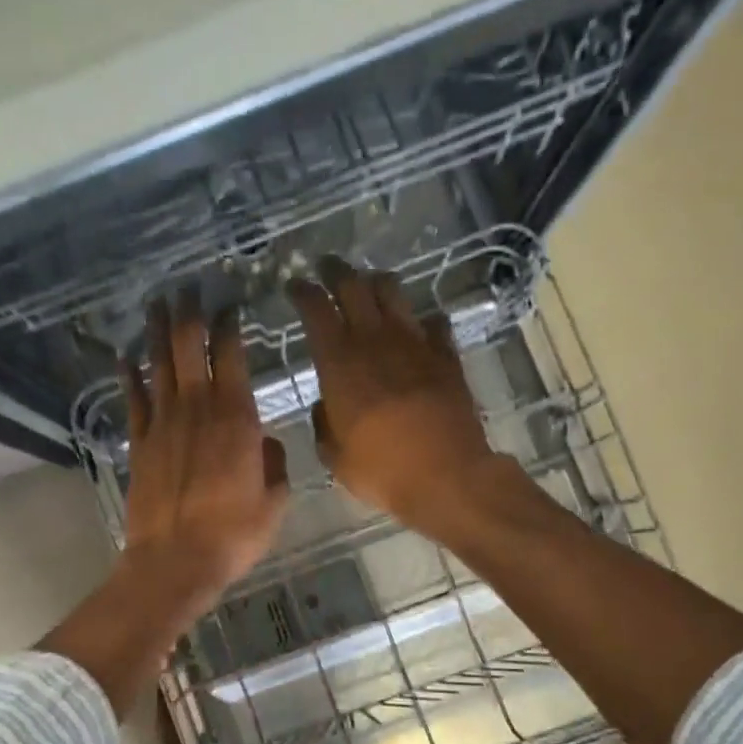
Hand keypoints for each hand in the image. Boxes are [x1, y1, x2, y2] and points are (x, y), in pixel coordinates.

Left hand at [118, 298, 288, 611]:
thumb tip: (265, 442)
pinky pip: (133, 398)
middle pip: (189, 346)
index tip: (230, 304)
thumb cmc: (233, 533)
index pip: (232, 354)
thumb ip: (275, 463)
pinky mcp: (139, 442)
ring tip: (158, 304)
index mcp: (237, 418)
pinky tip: (125, 355)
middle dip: (190, 313)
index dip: (230, 324)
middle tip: (189, 288)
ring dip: (158, 331)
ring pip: (159, 364)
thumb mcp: (274, 501)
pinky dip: (129, 374)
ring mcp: (163, 423)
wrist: (175, 561)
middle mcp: (198, 408)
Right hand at [288, 260, 502, 529]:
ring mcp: (415, 344)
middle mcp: (375, 341)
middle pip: (353, 286)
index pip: (316, 310)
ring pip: (393, 292)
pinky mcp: (446, 356)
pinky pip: (433, 323)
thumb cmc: (382, 470)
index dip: (303, 292)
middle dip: (336, 271)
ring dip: (376, 283)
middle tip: (326, 267)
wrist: (447, 476)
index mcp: (339, 363)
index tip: (295, 284)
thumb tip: (326, 405)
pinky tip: (418, 327)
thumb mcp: (334, 456)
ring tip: (368, 285)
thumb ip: (324, 423)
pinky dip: (421, 320)